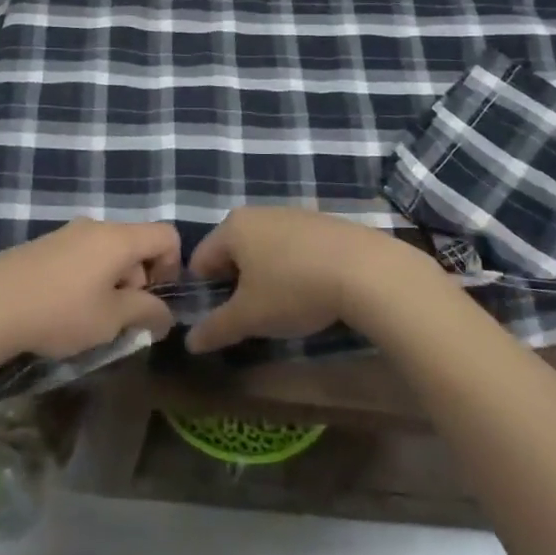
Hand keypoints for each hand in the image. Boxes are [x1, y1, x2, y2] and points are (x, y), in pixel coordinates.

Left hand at [0, 219, 183, 362]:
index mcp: (119, 238)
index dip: (173, 266)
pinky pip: (83, 256)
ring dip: (112, 282)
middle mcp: (96, 226)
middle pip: (136, 243)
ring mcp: (68, 233)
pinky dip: (88, 278)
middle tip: (120, 317)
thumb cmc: (60, 311)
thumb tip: (165, 316)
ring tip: (91, 318)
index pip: (166, 235)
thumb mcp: (111, 319)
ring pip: (108, 252)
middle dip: (140, 280)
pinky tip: (65, 309)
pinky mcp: (45, 245)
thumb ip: (146, 313)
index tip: (153, 300)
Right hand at [184, 207, 423, 354]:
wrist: (365, 271)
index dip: (203, 293)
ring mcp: (292, 213)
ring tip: (284, 307)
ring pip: (264, 249)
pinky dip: (293, 268)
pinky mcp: (321, 223)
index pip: (200, 259)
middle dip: (236, 284)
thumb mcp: (250, 317)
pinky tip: (312, 291)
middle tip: (252, 316)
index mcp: (233, 226)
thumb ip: (216, 328)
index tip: (221, 319)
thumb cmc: (294, 289)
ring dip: (265, 276)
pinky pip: (293, 247)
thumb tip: (190, 342)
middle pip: (232, 252)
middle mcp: (259, 212)